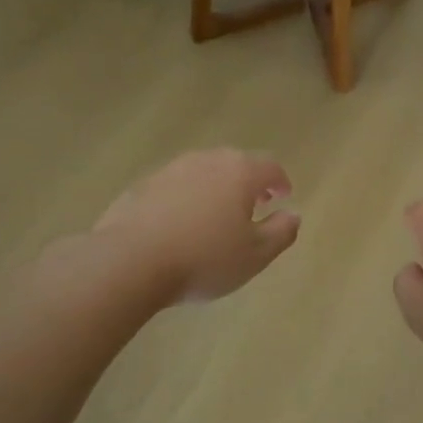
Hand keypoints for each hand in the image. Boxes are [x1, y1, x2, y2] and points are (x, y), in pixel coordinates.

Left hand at [90, 149, 299, 302]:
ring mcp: (169, 170)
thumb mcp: (256, 255)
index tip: (284, 196)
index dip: (280, 181)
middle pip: (235, 163)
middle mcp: (206, 161)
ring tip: (217, 216)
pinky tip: (181, 226)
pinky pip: (174, 187)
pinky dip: (186, 199)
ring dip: (215, 189)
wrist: (129, 261)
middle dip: (248, 182)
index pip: (270, 166)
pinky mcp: (141, 186)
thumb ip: (281, 232)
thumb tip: (293, 215)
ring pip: (202, 173)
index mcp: (239, 172)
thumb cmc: (204, 258)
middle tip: (254, 205)